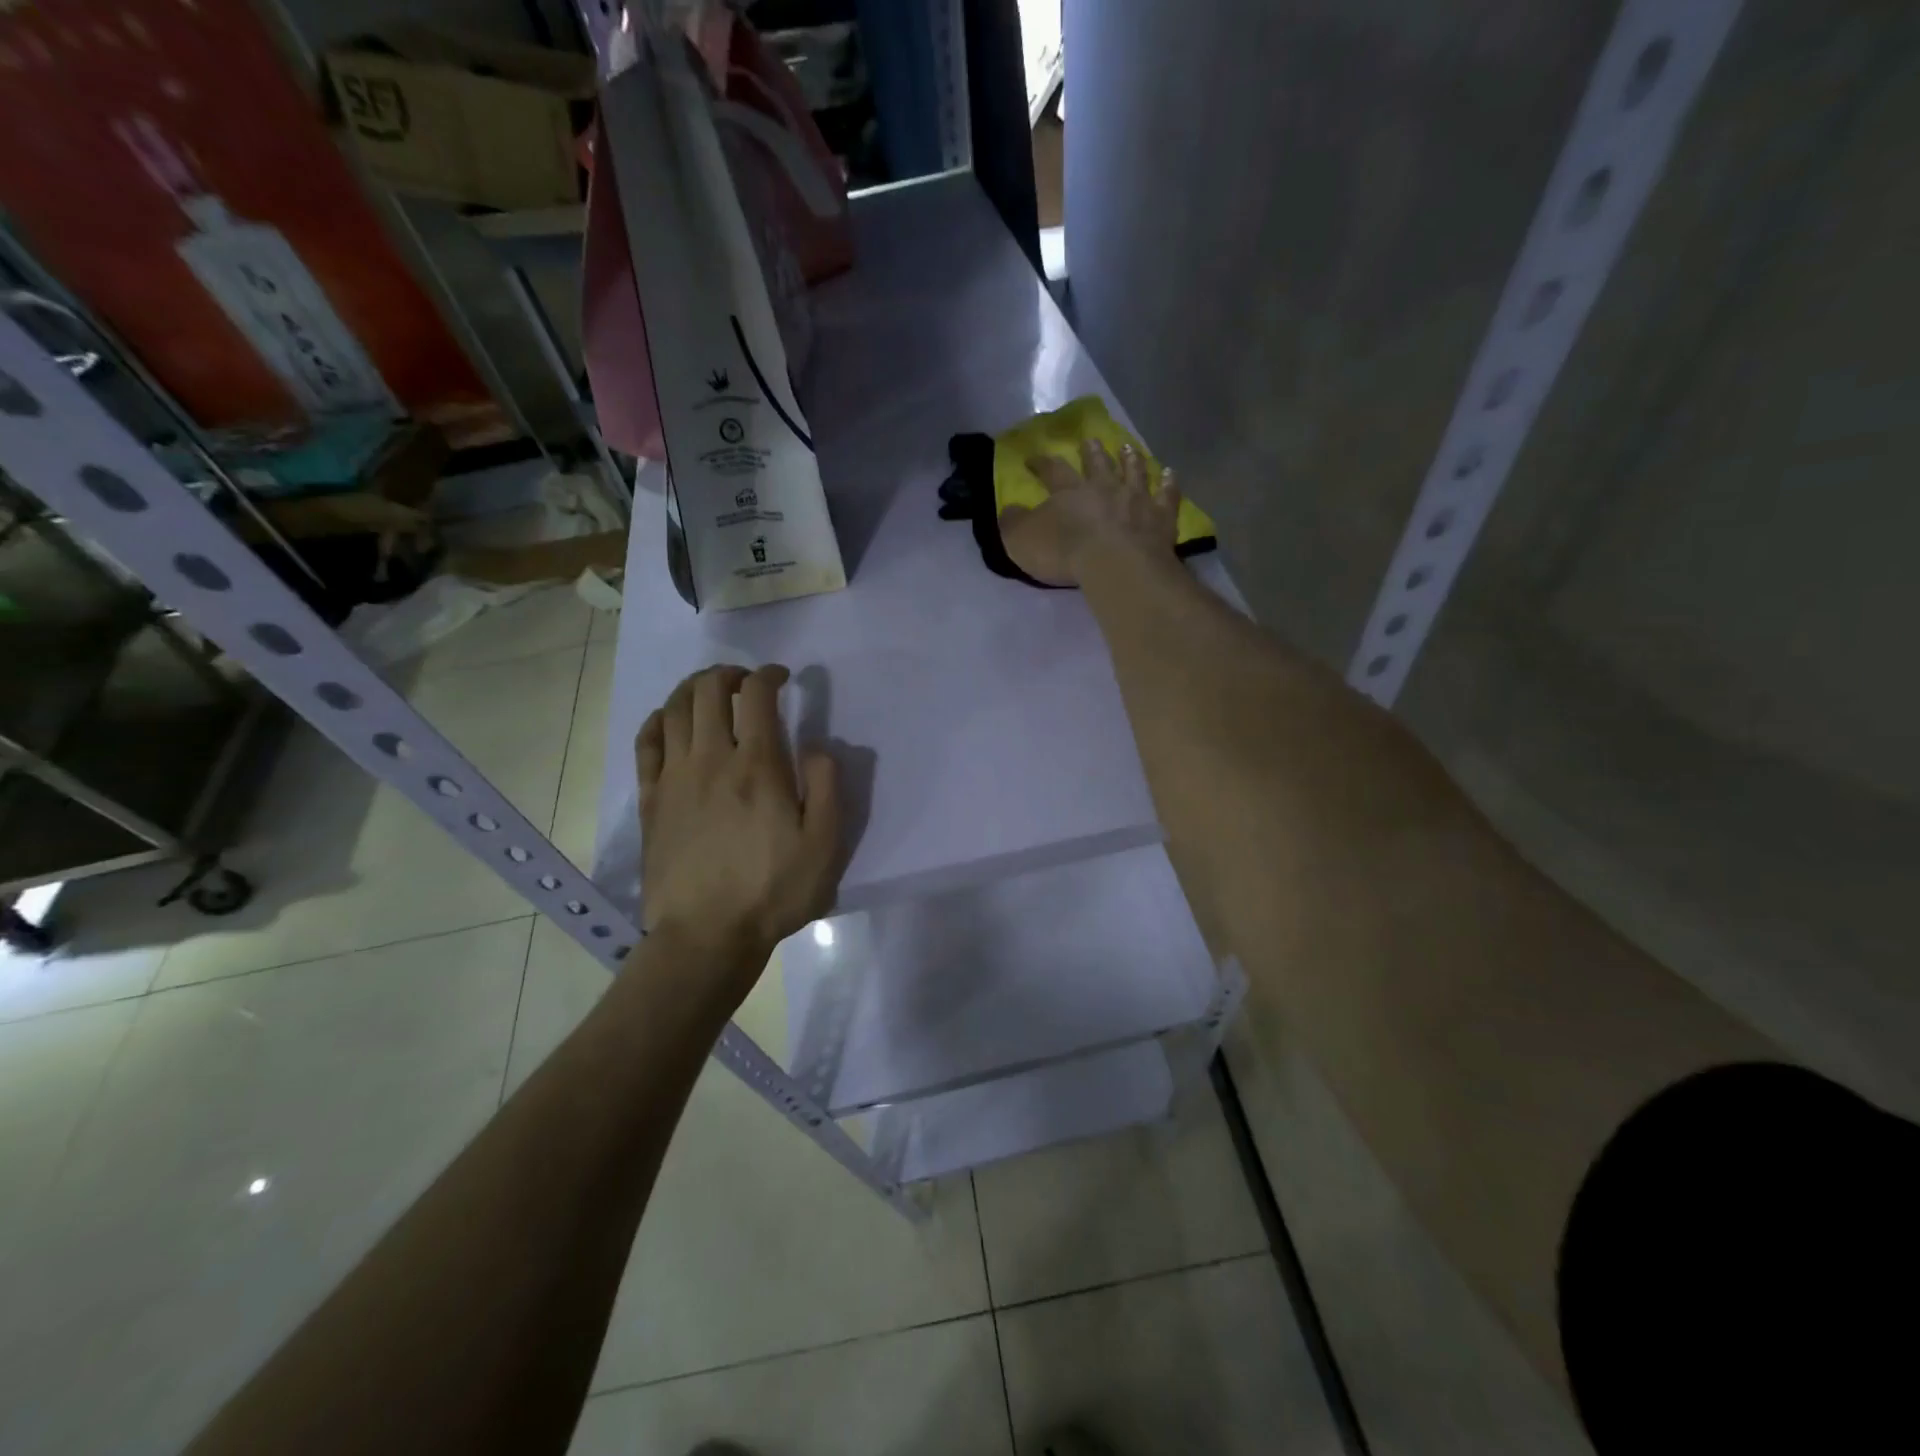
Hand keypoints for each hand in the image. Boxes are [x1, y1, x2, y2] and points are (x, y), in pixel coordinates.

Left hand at [635, 665, 841, 999]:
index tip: (782, 678)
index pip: (756, 696)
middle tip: (746, 681)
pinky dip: (658, 720)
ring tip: (710, 691)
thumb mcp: (824, 845)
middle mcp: (710, 758)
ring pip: (673, 709)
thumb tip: (817, 746)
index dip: (769, 675)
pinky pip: (646, 743)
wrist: (706, 935)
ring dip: (693, 688)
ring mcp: (674, 778)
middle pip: (708, 691)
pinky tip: (668, 721)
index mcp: (757, 765)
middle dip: (728, 673)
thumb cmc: (773, 891)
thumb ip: (828, 787)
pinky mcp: (650, 800)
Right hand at [1000, 437, 1181, 585]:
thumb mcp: (1021, 540)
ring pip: (1134, 472)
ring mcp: (1137, 499)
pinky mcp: (1161, 517)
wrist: (1115, 564)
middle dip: (1092, 452)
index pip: (1052, 470)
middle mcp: (1104, 487)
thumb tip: (1008, 509)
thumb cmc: (1064, 552)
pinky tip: (1170, 474)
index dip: (1041, 463)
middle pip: (1098, 464)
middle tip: (1091, 440)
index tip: (1033, 458)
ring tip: (1128, 447)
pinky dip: (1169, 484)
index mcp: (1069, 491)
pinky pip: (1167, 495)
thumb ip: (1012, 523)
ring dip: (1130, 459)